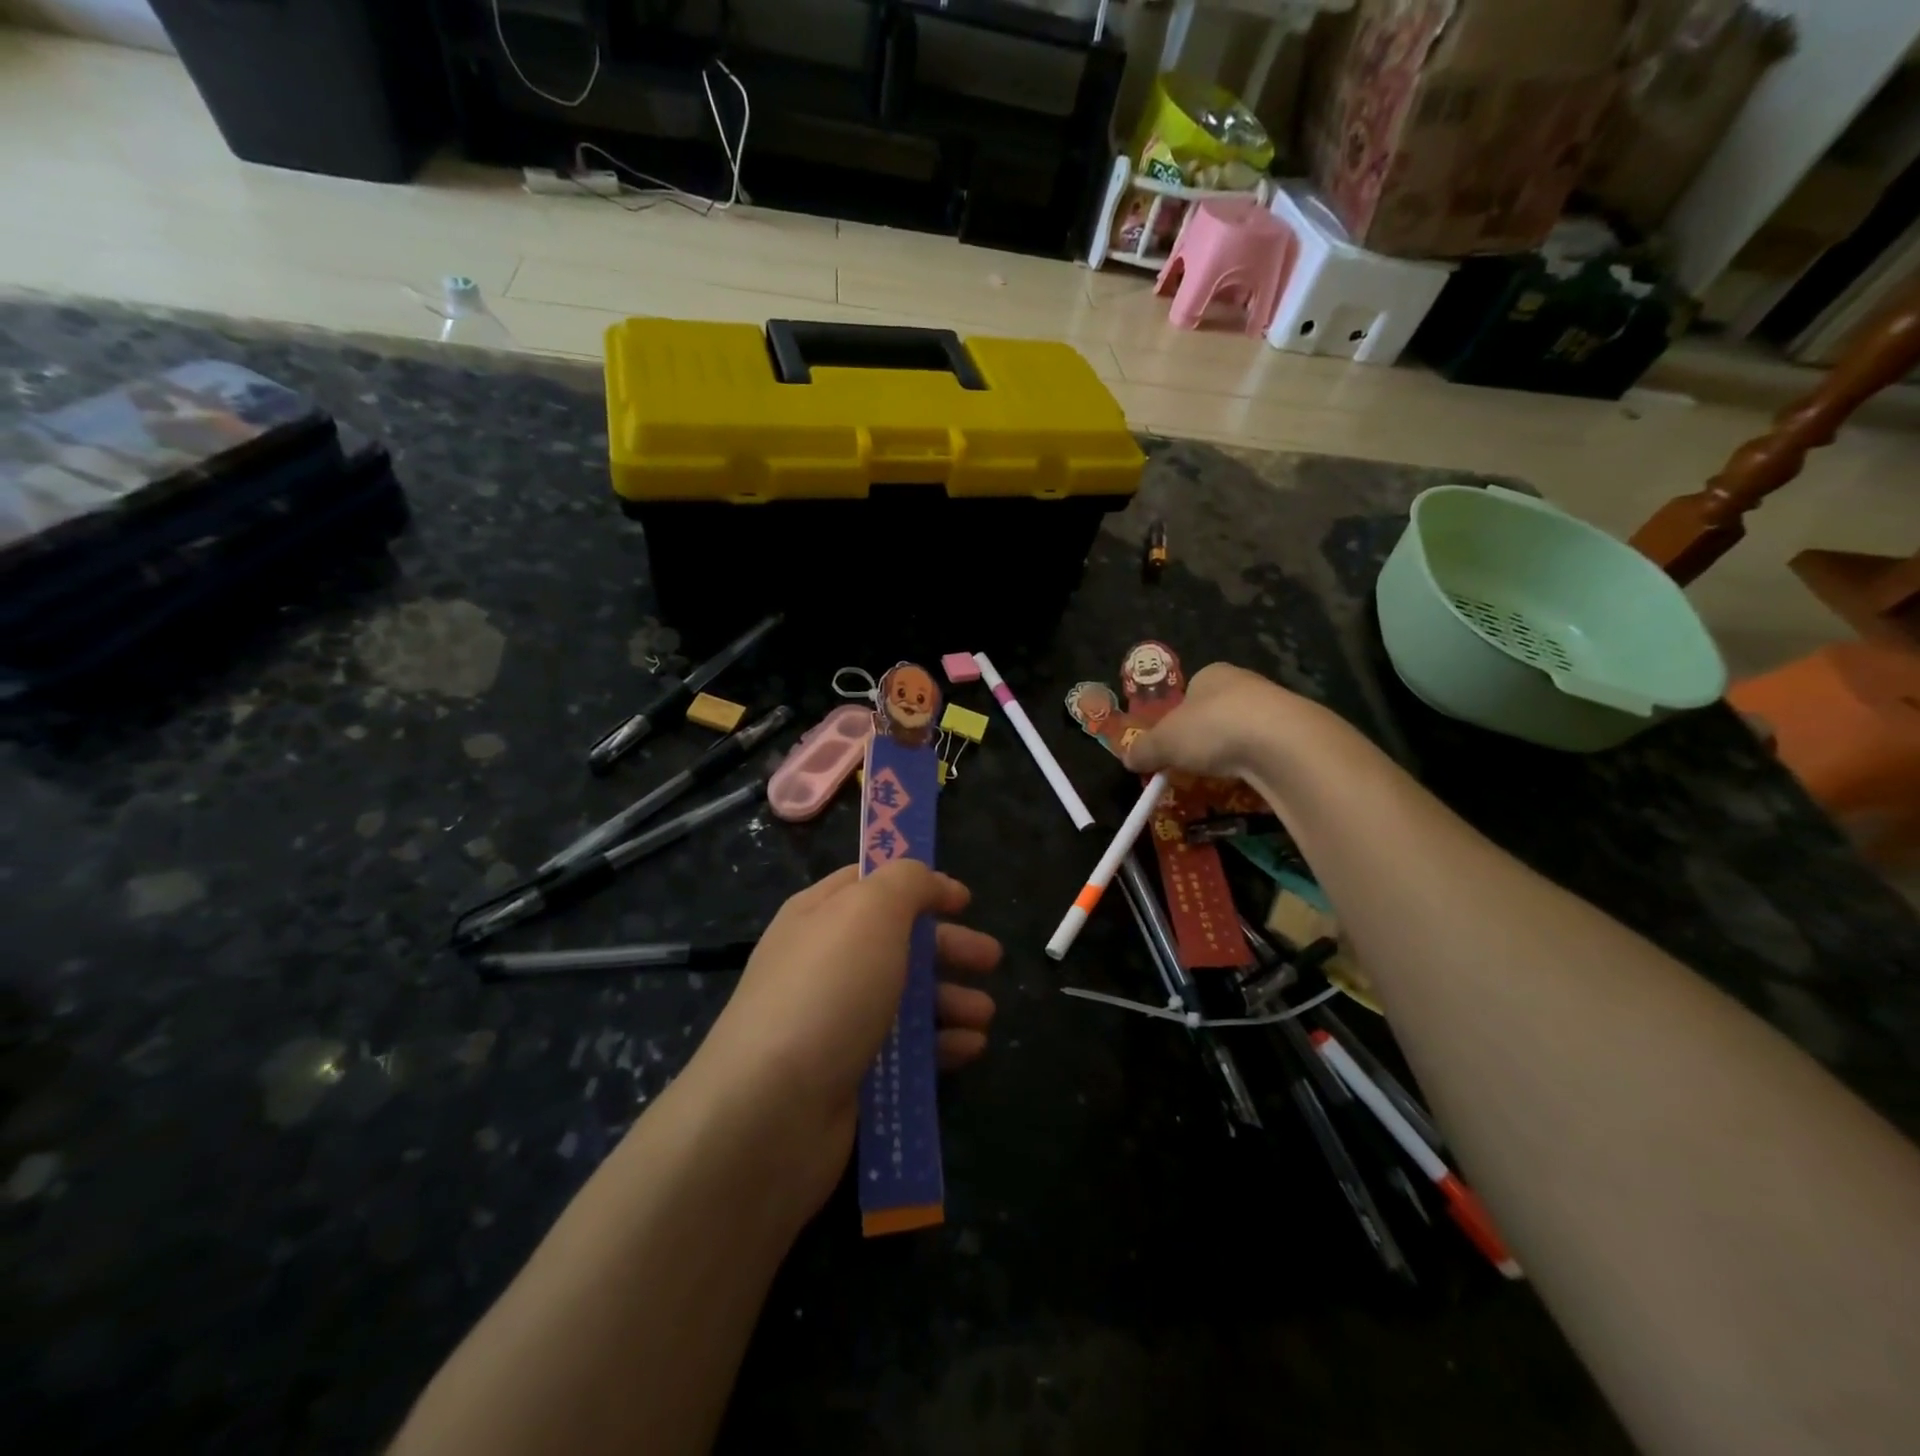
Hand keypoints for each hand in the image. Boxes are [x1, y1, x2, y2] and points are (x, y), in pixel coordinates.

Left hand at [690, 861, 999, 1212]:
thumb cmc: (828, 991)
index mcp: (820, 915)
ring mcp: (834, 1022)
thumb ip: (906, 882)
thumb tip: (931, 881)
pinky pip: (903, 1051)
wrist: (771, 1112)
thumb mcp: (871, 911)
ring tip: (985, 1014)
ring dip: (950, 1000)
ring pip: (904, 999)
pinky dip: (939, 1045)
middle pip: (897, 942)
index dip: (919, 884)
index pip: (871, 884)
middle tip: (991, 958)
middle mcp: (824, 963)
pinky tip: (970, 1049)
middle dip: (948, 947)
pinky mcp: (848, 1075)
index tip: (963, 899)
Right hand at [1121, 662, 1300, 781]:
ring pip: (1246, 733)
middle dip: (1206, 738)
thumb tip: (1128, 758)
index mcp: (1212, 674)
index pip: (1191, 692)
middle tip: (1193, 765)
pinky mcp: (1298, 735)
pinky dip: (1257, 767)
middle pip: (1218, 713)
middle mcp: (1246, 683)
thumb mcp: (1164, 742)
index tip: (1173, 744)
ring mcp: (1277, 708)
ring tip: (1222, 778)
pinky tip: (1251, 782)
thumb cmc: (1213, 728)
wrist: (1282, 743)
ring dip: (1233, 753)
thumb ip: (1144, 749)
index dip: (1178, 718)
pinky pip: (1269, 753)